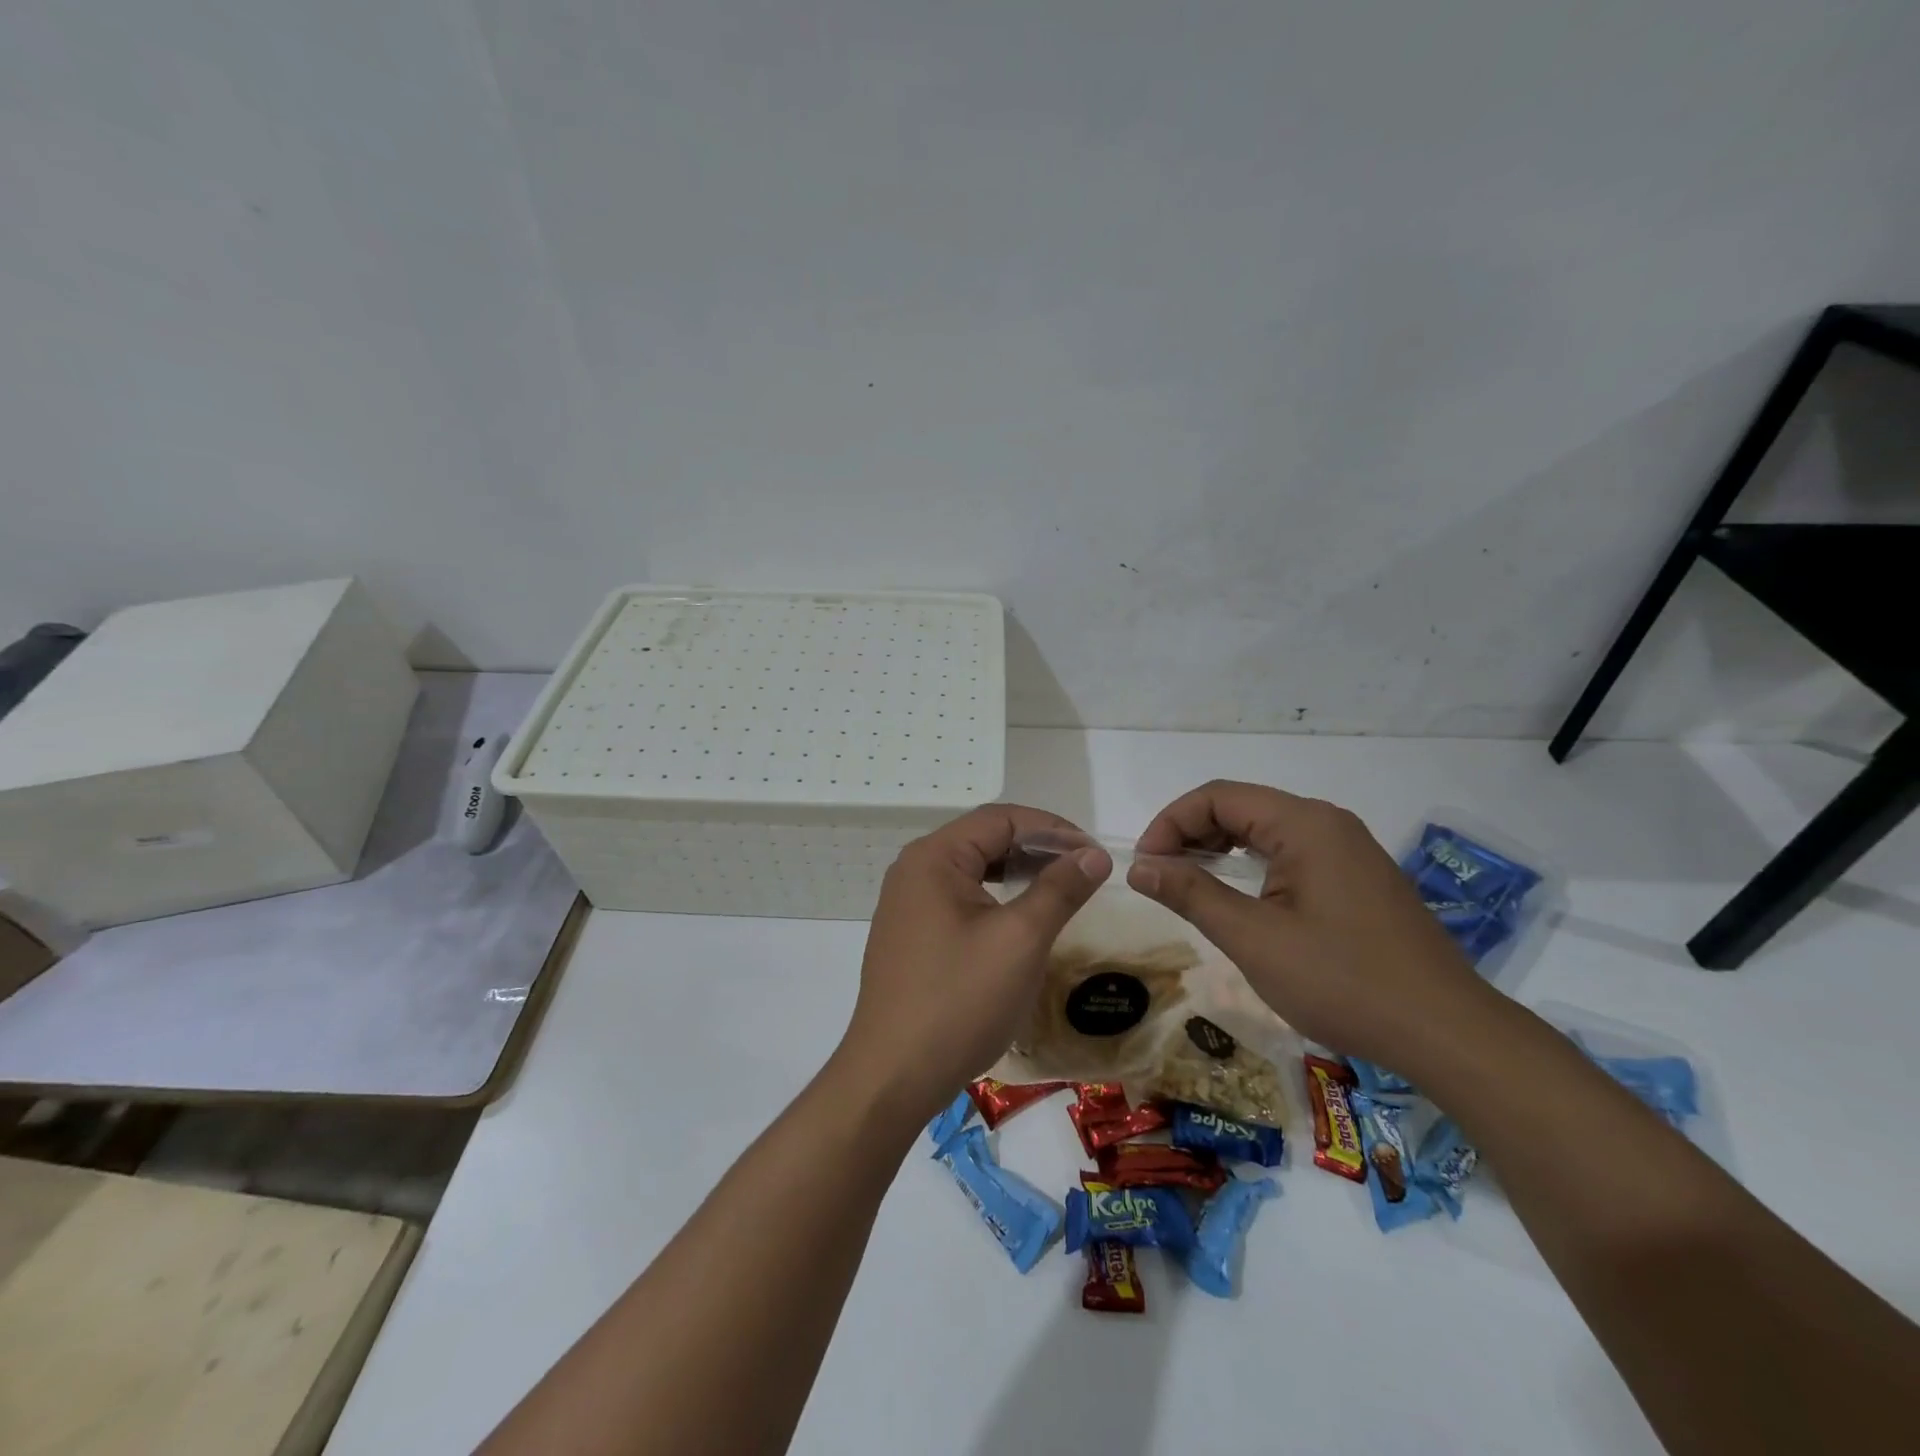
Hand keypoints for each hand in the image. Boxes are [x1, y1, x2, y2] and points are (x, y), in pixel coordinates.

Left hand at [837, 805, 1111, 1123]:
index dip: (1053, 830)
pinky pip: (959, 899)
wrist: (893, 1076)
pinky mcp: (910, 935)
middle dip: (1037, 849)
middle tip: (1083, 871)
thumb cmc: (960, 1000)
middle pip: (984, 839)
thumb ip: (1059, 889)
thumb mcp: (1020, 939)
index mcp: (933, 857)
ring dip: (1018, 874)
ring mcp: (907, 904)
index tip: (1094, 854)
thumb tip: (1093, 854)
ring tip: (1060, 890)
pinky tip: (1020, 919)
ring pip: (973, 870)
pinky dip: (996, 899)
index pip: (1000, 819)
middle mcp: (914, 870)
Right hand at [1129, 781, 1484, 1074]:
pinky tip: (1242, 899)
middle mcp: (1329, 824)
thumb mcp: (1254, 939)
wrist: (1448, 1034)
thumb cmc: (1343, 981)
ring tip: (1190, 887)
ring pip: (1267, 832)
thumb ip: (1192, 894)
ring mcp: (1350, 851)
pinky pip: (1293, 854)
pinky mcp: (1360, 879)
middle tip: (1161, 877)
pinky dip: (1253, 867)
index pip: (1219, 796)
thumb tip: (1139, 866)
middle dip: (1192, 834)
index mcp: (1305, 824)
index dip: (1172, 822)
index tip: (1146, 864)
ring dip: (1221, 850)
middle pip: (1243, 807)